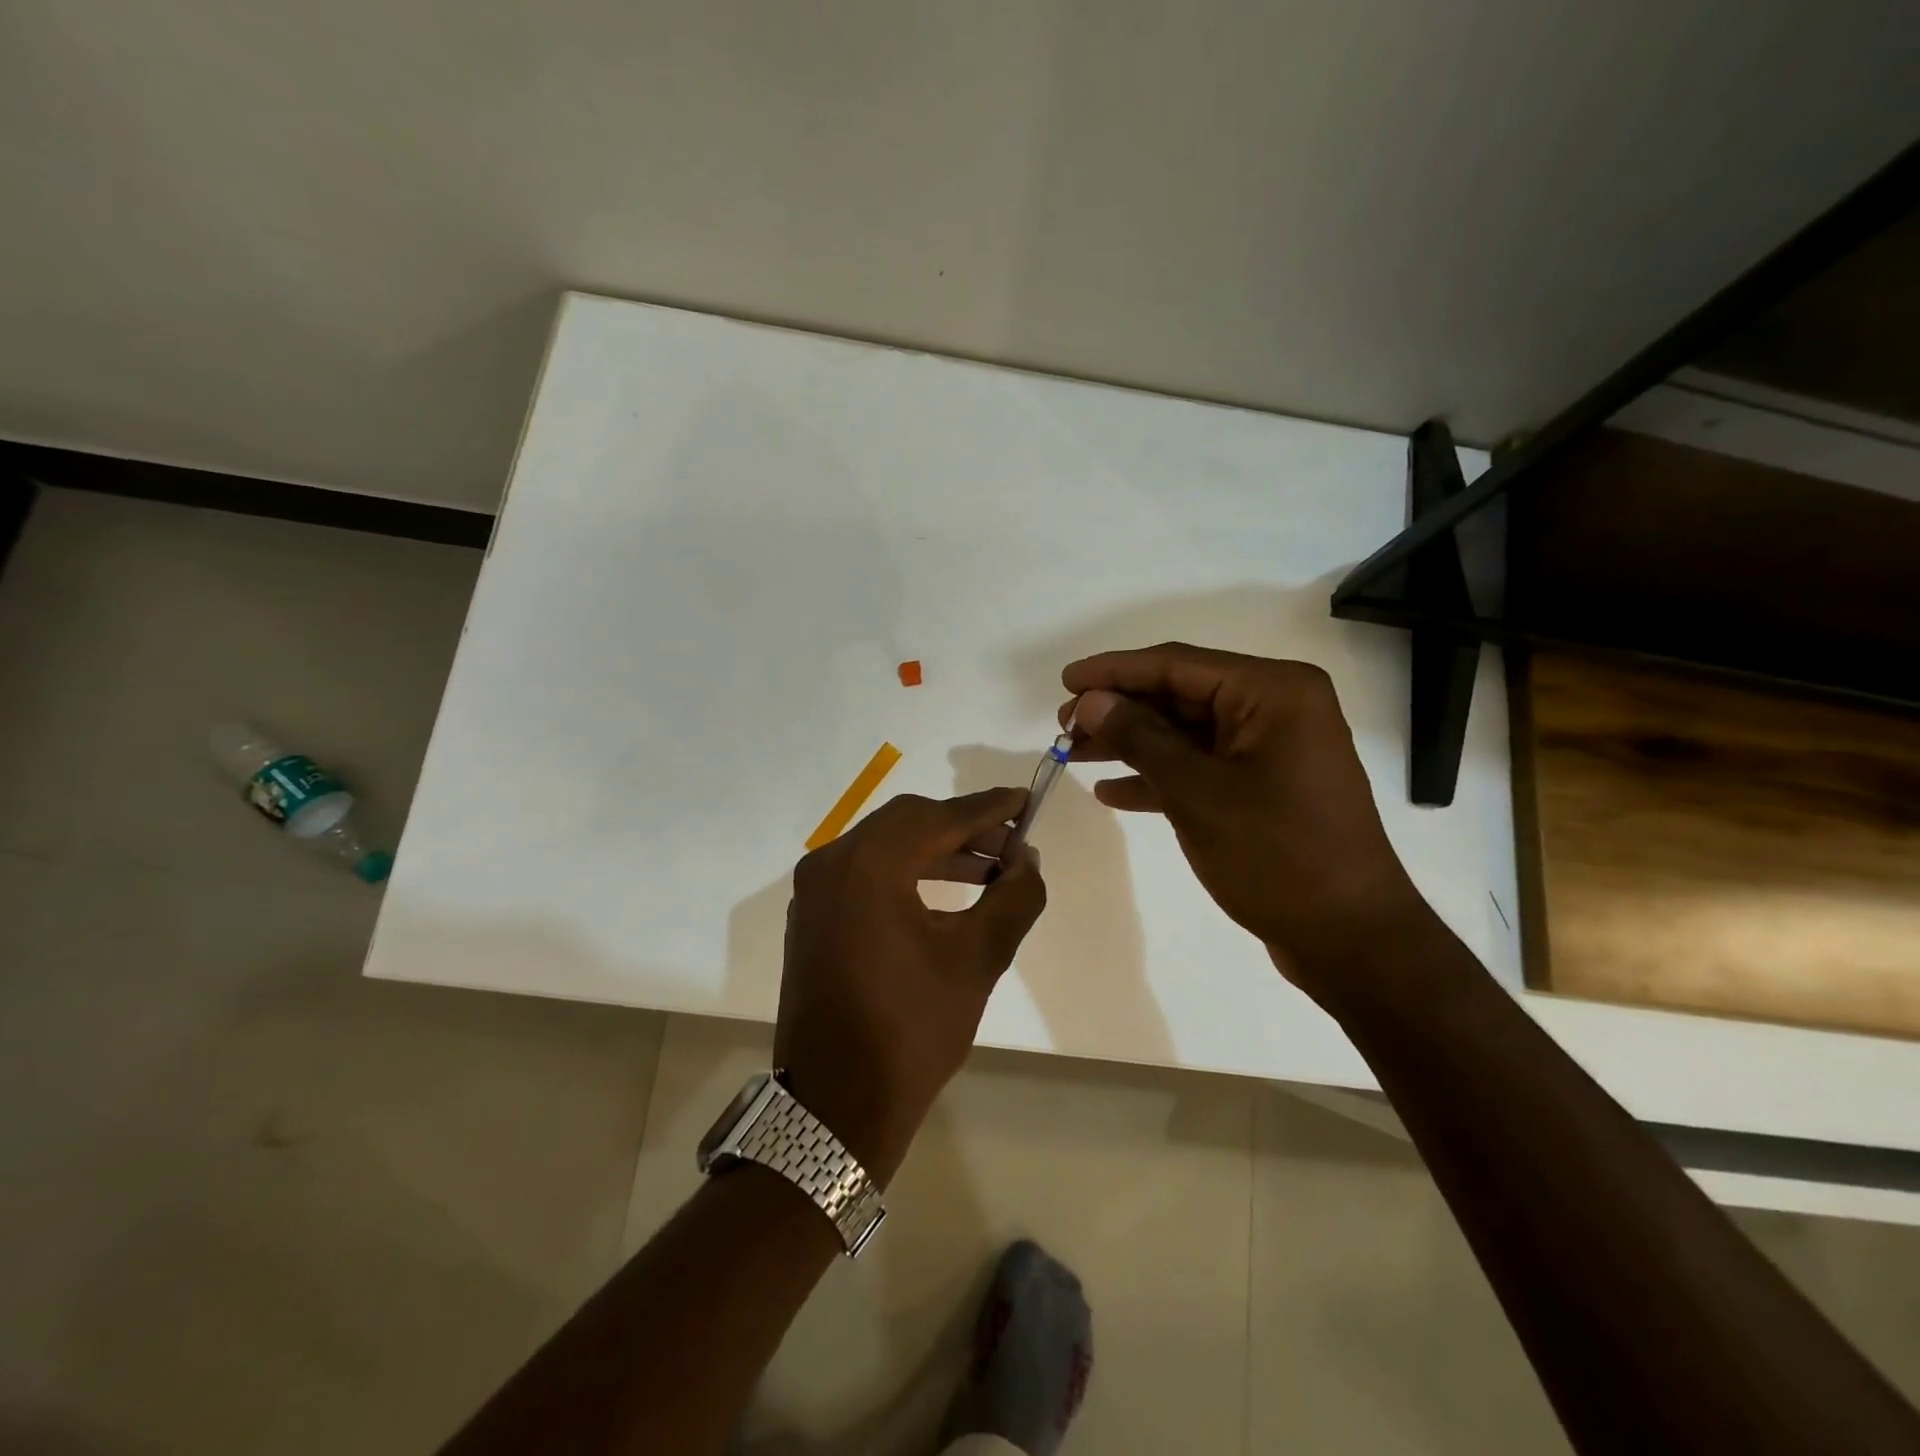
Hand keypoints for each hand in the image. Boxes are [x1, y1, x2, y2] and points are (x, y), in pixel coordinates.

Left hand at [774, 788, 1046, 1184]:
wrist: (837, 1105)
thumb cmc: (912, 1029)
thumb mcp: (977, 959)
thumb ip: (1013, 898)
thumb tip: (1028, 859)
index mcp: (867, 866)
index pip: (938, 817)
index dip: (988, 808)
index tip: (1026, 800)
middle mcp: (831, 863)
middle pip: (908, 822)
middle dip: (964, 827)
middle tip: (1012, 841)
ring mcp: (815, 890)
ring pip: (886, 845)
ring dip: (938, 849)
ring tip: (991, 868)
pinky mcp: (813, 915)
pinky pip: (866, 872)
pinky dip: (907, 870)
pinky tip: (947, 888)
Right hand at [1061, 643, 1434, 1004]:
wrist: (1349, 938)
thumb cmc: (1277, 856)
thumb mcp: (1197, 793)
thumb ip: (1140, 738)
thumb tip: (1091, 701)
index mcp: (1273, 692)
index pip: (1177, 664)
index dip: (1114, 671)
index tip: (1065, 680)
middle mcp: (1276, 708)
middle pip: (1180, 695)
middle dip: (1119, 709)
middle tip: (1063, 725)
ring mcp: (1270, 749)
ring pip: (1185, 732)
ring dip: (1131, 742)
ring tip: (1074, 752)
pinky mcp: (1263, 786)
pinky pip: (1201, 766)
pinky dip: (1158, 776)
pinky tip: (1112, 791)